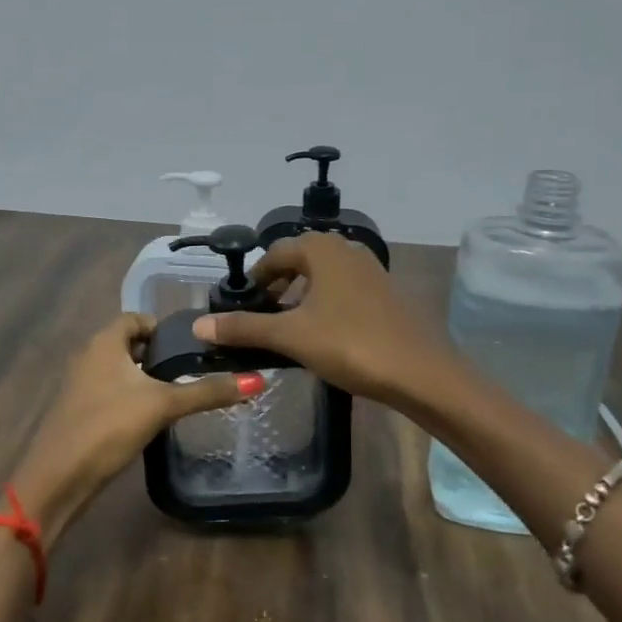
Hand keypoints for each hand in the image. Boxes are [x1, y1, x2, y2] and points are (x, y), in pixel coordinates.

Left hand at [10, 313, 254, 546]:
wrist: (58, 478)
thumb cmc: (108, 427)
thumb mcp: (163, 405)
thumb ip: (207, 391)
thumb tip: (256, 381)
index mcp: (104, 343)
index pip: (136, 318)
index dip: (162, 327)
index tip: (191, 345)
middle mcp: (88, 356)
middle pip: (127, 344)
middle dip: (157, 354)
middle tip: (191, 369)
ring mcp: (79, 386)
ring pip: (118, 370)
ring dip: (143, 378)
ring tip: (177, 394)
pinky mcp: (78, 412)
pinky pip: (109, 393)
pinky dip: (130, 397)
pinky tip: (150, 419)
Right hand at [192, 234, 449, 405]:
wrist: (422, 372)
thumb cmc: (351, 344)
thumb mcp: (291, 336)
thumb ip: (244, 328)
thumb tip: (199, 325)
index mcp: (321, 249)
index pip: (275, 254)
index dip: (255, 278)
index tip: (241, 305)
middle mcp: (346, 249)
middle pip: (300, 261)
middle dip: (277, 286)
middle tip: (261, 317)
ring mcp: (371, 270)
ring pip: (323, 276)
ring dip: (301, 296)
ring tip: (287, 329)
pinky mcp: (386, 293)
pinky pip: (344, 290)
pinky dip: (325, 305)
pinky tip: (323, 335)